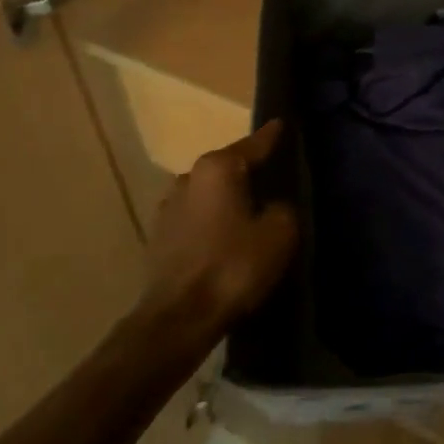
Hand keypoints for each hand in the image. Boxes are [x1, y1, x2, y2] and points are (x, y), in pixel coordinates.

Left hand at [142, 119, 298, 331]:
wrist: (177, 319)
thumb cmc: (233, 266)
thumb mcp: (279, 233)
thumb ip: (283, 208)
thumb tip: (274, 205)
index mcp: (218, 167)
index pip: (255, 143)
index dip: (273, 136)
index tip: (283, 124)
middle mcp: (188, 177)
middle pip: (228, 167)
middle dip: (249, 171)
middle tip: (275, 176)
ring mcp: (168, 207)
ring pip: (210, 193)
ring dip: (229, 199)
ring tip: (251, 211)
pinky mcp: (159, 237)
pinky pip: (197, 218)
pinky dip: (214, 222)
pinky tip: (227, 238)